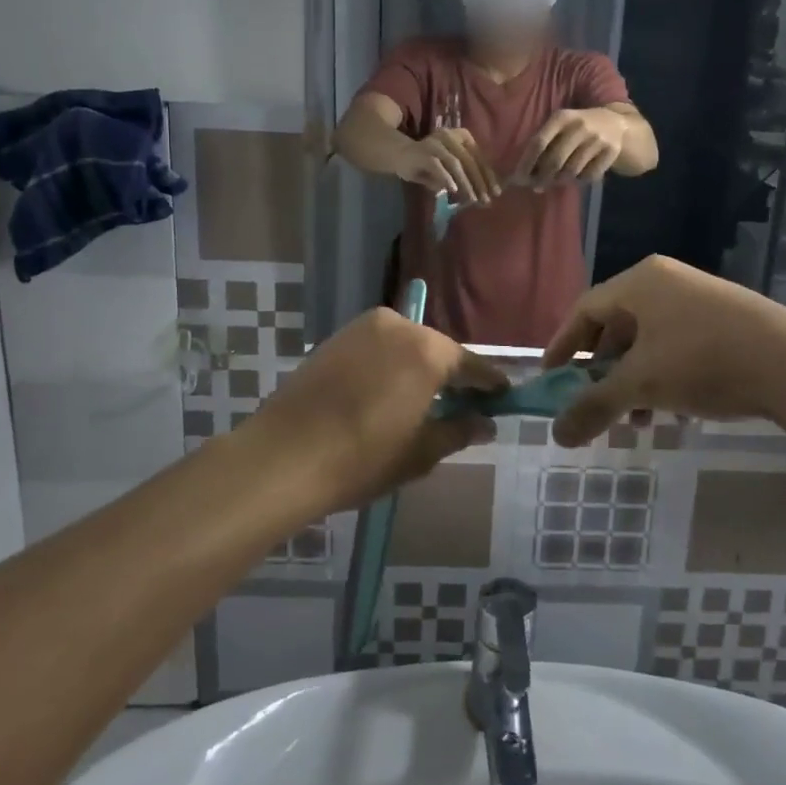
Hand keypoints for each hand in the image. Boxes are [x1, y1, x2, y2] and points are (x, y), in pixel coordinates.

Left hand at [246, 308, 507, 515]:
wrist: (282, 457)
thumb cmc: (362, 458)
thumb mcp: (420, 452)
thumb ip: (459, 430)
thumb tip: (486, 423)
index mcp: (427, 351)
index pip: (470, 364)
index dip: (489, 382)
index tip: (503, 396)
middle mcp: (398, 326)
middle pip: (437, 350)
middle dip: (451, 375)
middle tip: (463, 403)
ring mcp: (362, 328)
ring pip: (405, 346)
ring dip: (418, 368)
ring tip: (424, 401)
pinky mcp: (335, 338)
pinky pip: (377, 347)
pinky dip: (390, 365)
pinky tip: (387, 393)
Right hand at [397, 127, 501, 203]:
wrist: (399, 154)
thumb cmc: (429, 162)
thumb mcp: (451, 168)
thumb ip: (466, 176)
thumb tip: (484, 194)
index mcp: (461, 136)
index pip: (479, 156)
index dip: (488, 175)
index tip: (496, 193)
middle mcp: (450, 136)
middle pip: (470, 160)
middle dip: (480, 182)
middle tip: (486, 200)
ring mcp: (436, 143)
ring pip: (456, 163)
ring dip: (466, 182)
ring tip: (473, 199)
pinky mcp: (423, 153)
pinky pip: (438, 166)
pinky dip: (447, 178)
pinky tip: (453, 191)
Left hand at [517, 107, 625, 185]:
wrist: (616, 123)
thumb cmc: (577, 128)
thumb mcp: (560, 126)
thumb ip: (542, 145)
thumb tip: (522, 176)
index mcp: (561, 117)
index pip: (538, 143)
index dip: (526, 163)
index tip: (518, 179)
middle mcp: (579, 126)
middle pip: (554, 161)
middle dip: (542, 177)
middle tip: (536, 186)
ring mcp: (597, 139)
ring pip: (572, 171)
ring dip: (560, 180)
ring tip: (556, 180)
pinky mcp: (611, 152)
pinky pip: (589, 176)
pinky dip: (579, 181)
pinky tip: (576, 177)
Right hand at [540, 256, 785, 446]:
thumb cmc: (702, 360)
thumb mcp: (641, 385)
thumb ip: (595, 406)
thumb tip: (556, 434)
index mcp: (640, 282)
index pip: (585, 309)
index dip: (562, 345)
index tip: (550, 378)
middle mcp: (667, 282)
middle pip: (617, 325)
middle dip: (602, 370)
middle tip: (594, 402)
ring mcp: (699, 298)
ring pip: (650, 339)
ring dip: (634, 379)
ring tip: (636, 418)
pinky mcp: (727, 319)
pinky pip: (678, 344)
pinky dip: (665, 375)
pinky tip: (674, 409)